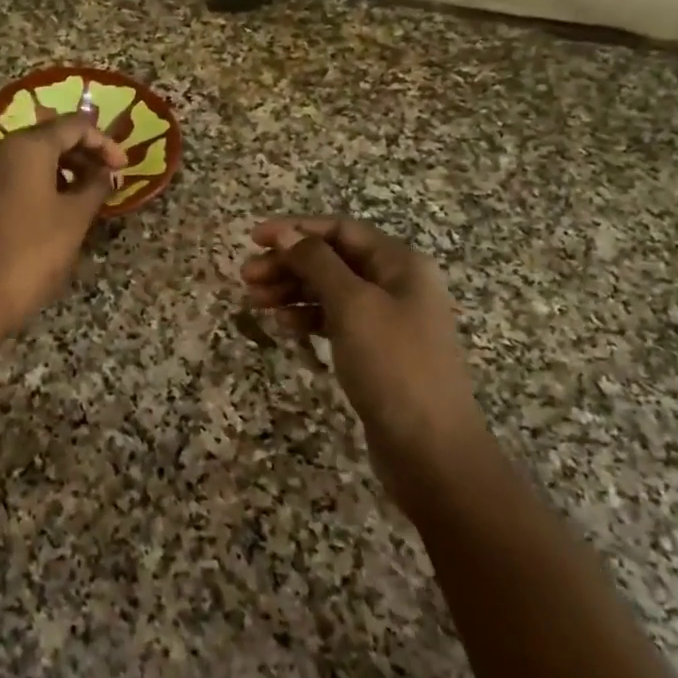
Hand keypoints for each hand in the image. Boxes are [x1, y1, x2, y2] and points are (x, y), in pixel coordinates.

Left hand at [0, 110, 128, 339]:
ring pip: (24, 159)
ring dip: (58, 171)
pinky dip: (32, 185)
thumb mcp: (74, 220)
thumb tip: (106, 173)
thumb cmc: (30, 255)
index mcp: (25, 148)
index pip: (73, 126)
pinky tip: (47, 213)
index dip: (104, 143)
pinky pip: (6, 178)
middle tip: (104, 182)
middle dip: (81, 156)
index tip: (122, 168)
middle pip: (47, 138)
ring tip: (80, 199)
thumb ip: (95, 188)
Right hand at [242, 217, 483, 507]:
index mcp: (400, 263)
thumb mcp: (352, 305)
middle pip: (333, 259)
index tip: (254, 239)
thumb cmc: (393, 365)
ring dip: (293, 290)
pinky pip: (336, 321)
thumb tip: (288, 233)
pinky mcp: (377, 351)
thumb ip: (318, 263)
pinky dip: (308, 318)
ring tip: (255, 301)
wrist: (431, 448)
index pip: (341, 229)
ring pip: (331, 291)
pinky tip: (284, 325)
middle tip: (246, 277)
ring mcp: (388, 320)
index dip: (296, 229)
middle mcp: (397, 284)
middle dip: (289, 262)